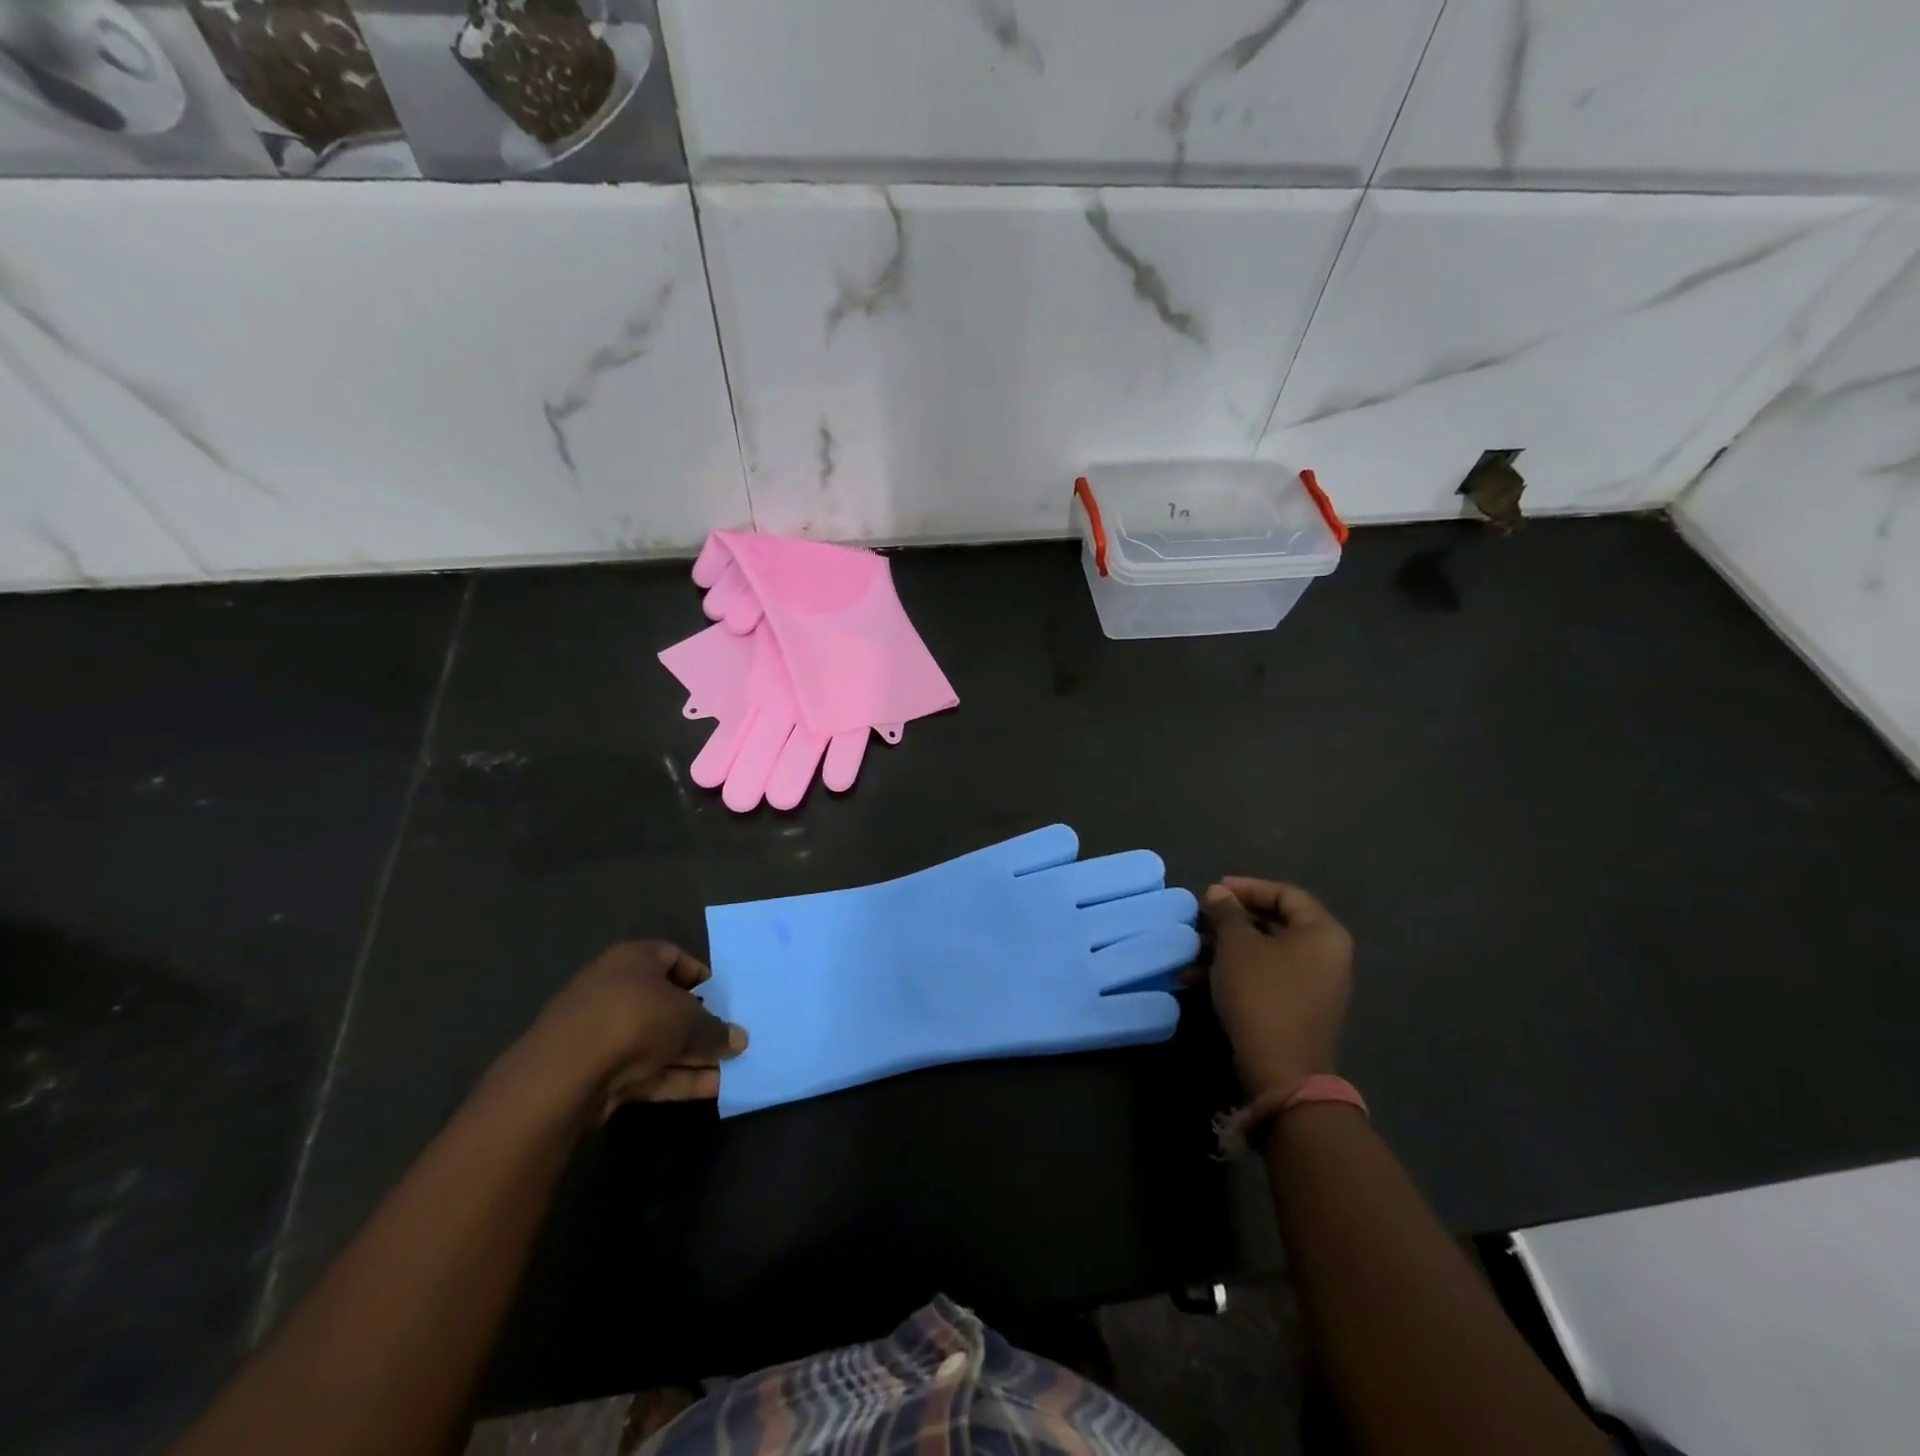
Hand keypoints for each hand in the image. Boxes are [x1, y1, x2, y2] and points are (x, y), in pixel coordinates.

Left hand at [495, 942, 747, 1119]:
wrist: (565, 1073)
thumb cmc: (635, 1018)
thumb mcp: (689, 1019)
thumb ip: (716, 1029)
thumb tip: (739, 1040)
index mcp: (634, 959)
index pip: (674, 957)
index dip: (702, 977)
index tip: (725, 998)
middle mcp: (615, 989)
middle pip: (667, 1004)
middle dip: (700, 1024)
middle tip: (731, 1039)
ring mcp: (603, 1033)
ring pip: (658, 1042)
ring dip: (693, 1056)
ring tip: (732, 1069)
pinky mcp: (597, 1073)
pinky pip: (646, 1071)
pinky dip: (675, 1078)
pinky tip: (710, 1089)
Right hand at [1203, 879, 1352, 1096]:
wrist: (1280, 1068)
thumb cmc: (1262, 993)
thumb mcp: (1237, 944)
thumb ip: (1227, 912)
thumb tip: (1218, 893)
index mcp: (1323, 932)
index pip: (1285, 893)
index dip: (1247, 887)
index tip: (1213, 890)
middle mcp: (1327, 955)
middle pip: (1276, 922)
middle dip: (1232, 919)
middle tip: (1202, 917)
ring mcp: (1315, 985)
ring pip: (1266, 952)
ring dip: (1227, 947)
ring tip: (1193, 948)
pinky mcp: (1298, 1009)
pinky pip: (1266, 976)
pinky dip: (1236, 971)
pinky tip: (1196, 978)